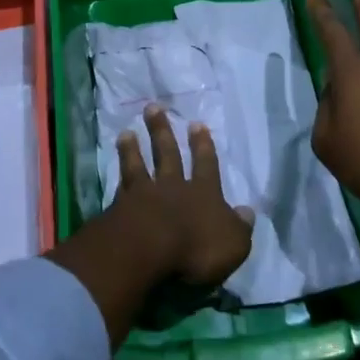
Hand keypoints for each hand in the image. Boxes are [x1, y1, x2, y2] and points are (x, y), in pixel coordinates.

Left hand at [109, 105, 254, 288]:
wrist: (146, 251)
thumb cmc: (196, 249)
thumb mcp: (233, 244)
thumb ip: (240, 227)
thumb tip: (247, 211)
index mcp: (203, 194)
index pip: (206, 165)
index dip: (203, 146)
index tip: (197, 124)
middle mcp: (173, 187)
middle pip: (168, 154)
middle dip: (162, 130)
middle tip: (154, 108)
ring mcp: (143, 195)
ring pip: (138, 165)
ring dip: (133, 148)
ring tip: (127, 131)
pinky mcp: (119, 208)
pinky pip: (120, 185)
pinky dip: (117, 173)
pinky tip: (112, 166)